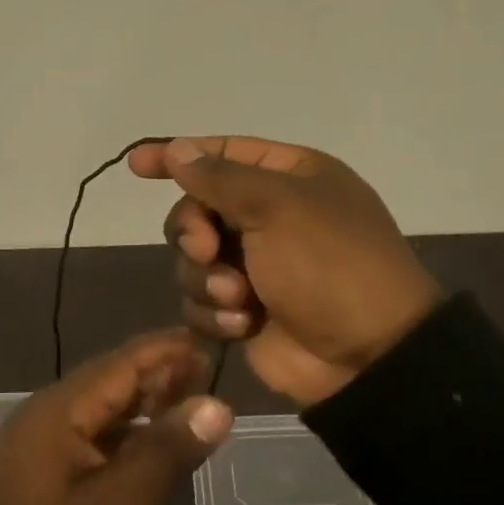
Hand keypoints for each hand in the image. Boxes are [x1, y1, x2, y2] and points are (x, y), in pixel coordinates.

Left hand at [0, 331, 233, 504]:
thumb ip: (164, 453)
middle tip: (209, 374)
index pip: (122, 363)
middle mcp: (49, 412)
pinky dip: (128, 430)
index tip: (209, 341)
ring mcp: (44, 438)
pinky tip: (155, 441)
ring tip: (192, 402)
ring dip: (145, 401)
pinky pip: (94, 431)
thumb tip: (218, 406)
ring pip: (104, 405)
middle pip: (112, 379)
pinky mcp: (46, 464)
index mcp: (59, 410)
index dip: (166, 350)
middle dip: (159, 373)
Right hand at [128, 136, 442, 406]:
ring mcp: (256, 265)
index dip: (176, 156)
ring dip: (208, 279)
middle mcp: (269, 216)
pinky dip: (216, 313)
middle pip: (196, 210)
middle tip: (209, 251)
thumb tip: (177, 149)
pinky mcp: (244, 310)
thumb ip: (219, 177)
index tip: (135, 165)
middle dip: (194, 232)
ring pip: (192, 259)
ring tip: (239, 299)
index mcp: (288, 178)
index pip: (221, 153)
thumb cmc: (329, 265)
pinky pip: (201, 301)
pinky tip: (243, 325)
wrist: (368, 355)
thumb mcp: (277, 206)